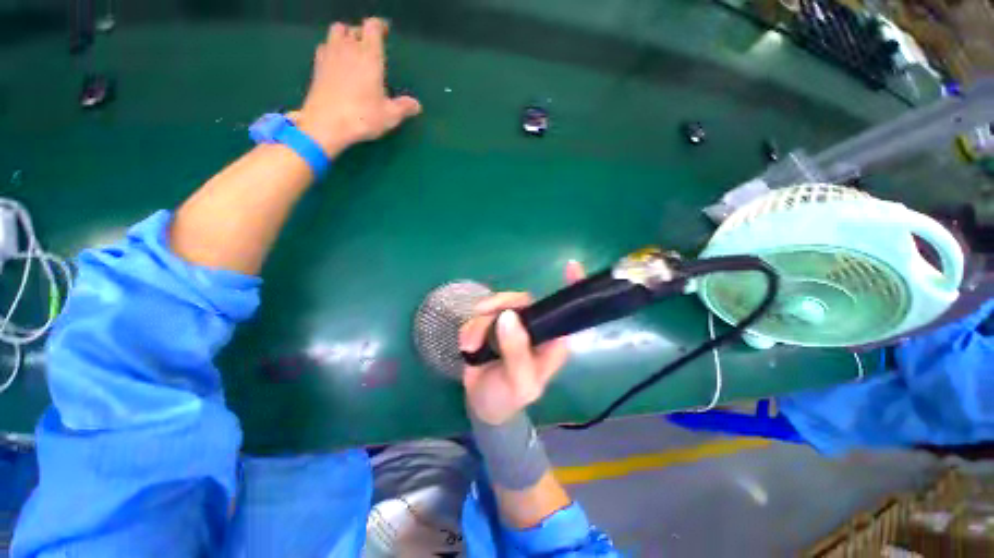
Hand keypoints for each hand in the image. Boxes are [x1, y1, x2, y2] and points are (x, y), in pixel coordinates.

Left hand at [296, 18, 421, 156]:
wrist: (326, 123)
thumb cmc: (363, 117)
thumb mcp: (389, 116)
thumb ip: (403, 107)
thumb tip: (416, 105)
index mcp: (369, 55)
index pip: (373, 27)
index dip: (379, 26)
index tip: (384, 32)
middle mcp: (348, 48)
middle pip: (353, 28)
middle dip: (361, 34)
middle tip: (368, 47)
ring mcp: (330, 54)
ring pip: (336, 33)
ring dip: (344, 37)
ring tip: (351, 52)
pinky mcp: (317, 65)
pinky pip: (324, 47)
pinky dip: (332, 49)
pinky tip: (337, 63)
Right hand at [459, 261, 585, 424]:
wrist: (481, 404)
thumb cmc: (507, 398)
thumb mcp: (518, 383)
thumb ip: (516, 352)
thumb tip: (508, 316)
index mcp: (552, 342)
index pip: (566, 312)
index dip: (571, 288)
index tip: (570, 265)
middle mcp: (535, 328)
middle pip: (521, 300)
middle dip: (498, 306)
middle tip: (480, 316)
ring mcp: (513, 324)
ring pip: (497, 305)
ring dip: (479, 324)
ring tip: (471, 347)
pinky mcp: (493, 324)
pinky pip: (481, 314)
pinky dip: (470, 328)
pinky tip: (468, 346)